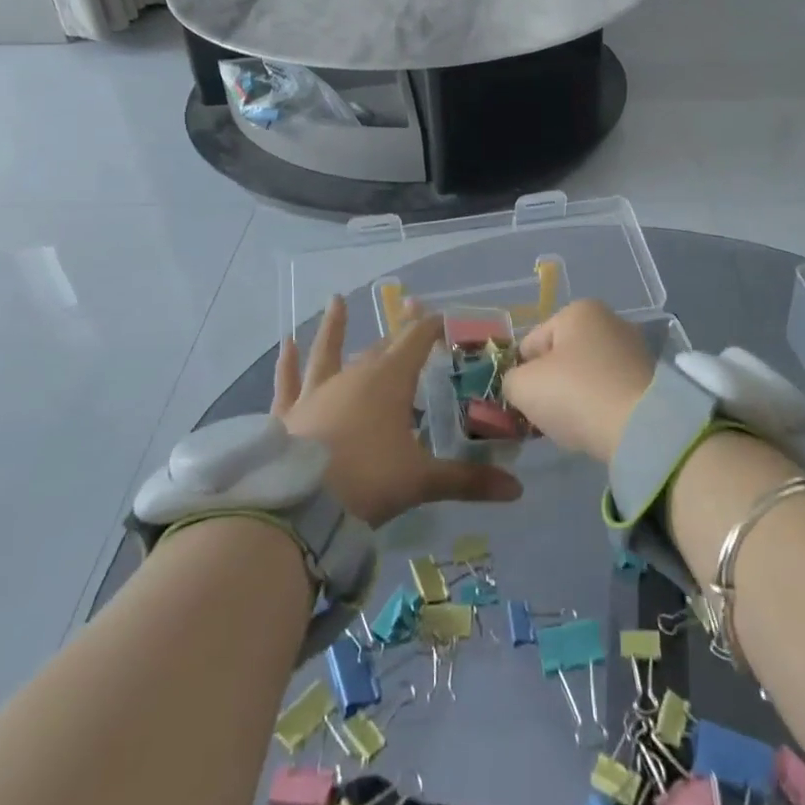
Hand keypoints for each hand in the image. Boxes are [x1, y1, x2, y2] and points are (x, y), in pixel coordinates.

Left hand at [276, 297, 521, 527]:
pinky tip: (286, 344)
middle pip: (381, 347)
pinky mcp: (290, 412)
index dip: (431, 326)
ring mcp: (317, 391)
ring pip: (329, 351)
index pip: (416, 341)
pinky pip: (288, 380)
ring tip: (336, 300)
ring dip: (335, 327)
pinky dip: (287, 362)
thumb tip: (518, 491)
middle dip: (400, 330)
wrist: (299, 504)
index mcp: (389, 381)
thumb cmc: (368, 480)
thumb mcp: (422, 481)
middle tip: (411, 308)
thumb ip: (469, 481)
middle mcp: (353, 376)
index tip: (443, 315)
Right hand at [503, 300, 655, 464]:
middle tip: (547, 414)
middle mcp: (610, 320)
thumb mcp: (522, 386)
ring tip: (574, 424)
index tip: (526, 401)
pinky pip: (609, 391)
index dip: (522, 374)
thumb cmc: (575, 394)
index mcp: (578, 310)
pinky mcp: (650, 378)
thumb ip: (510, 380)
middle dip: (550, 385)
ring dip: (574, 397)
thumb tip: (520, 385)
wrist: (640, 427)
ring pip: (585, 376)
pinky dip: (599, 406)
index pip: (531, 344)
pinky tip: (597, 425)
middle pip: (561, 358)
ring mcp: (633, 349)